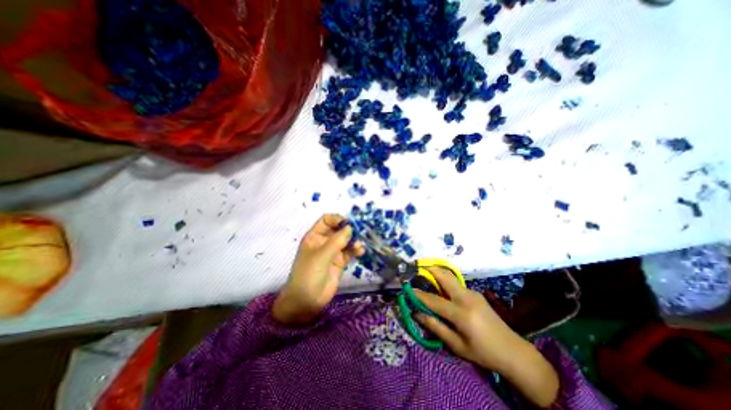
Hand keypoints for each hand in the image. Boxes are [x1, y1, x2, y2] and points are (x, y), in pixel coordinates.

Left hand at [271, 215, 365, 325]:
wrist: (307, 301)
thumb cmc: (308, 274)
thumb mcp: (321, 255)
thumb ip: (337, 241)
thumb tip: (350, 227)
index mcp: (314, 236)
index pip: (326, 220)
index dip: (337, 219)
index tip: (349, 223)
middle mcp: (324, 242)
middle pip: (338, 229)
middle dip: (349, 230)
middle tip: (359, 232)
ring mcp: (332, 252)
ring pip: (346, 241)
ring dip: (353, 241)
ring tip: (358, 246)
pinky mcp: (340, 262)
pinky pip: (349, 252)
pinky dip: (355, 250)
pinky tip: (360, 252)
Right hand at [411, 269, 525, 371]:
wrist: (512, 350)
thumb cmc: (482, 352)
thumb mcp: (457, 345)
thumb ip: (436, 327)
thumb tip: (417, 313)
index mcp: (461, 314)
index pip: (434, 300)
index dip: (419, 295)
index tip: (407, 289)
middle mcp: (466, 298)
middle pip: (444, 277)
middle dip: (430, 269)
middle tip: (417, 268)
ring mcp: (472, 293)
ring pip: (450, 277)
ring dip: (437, 274)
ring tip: (425, 275)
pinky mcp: (476, 293)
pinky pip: (456, 284)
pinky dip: (445, 282)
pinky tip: (441, 288)